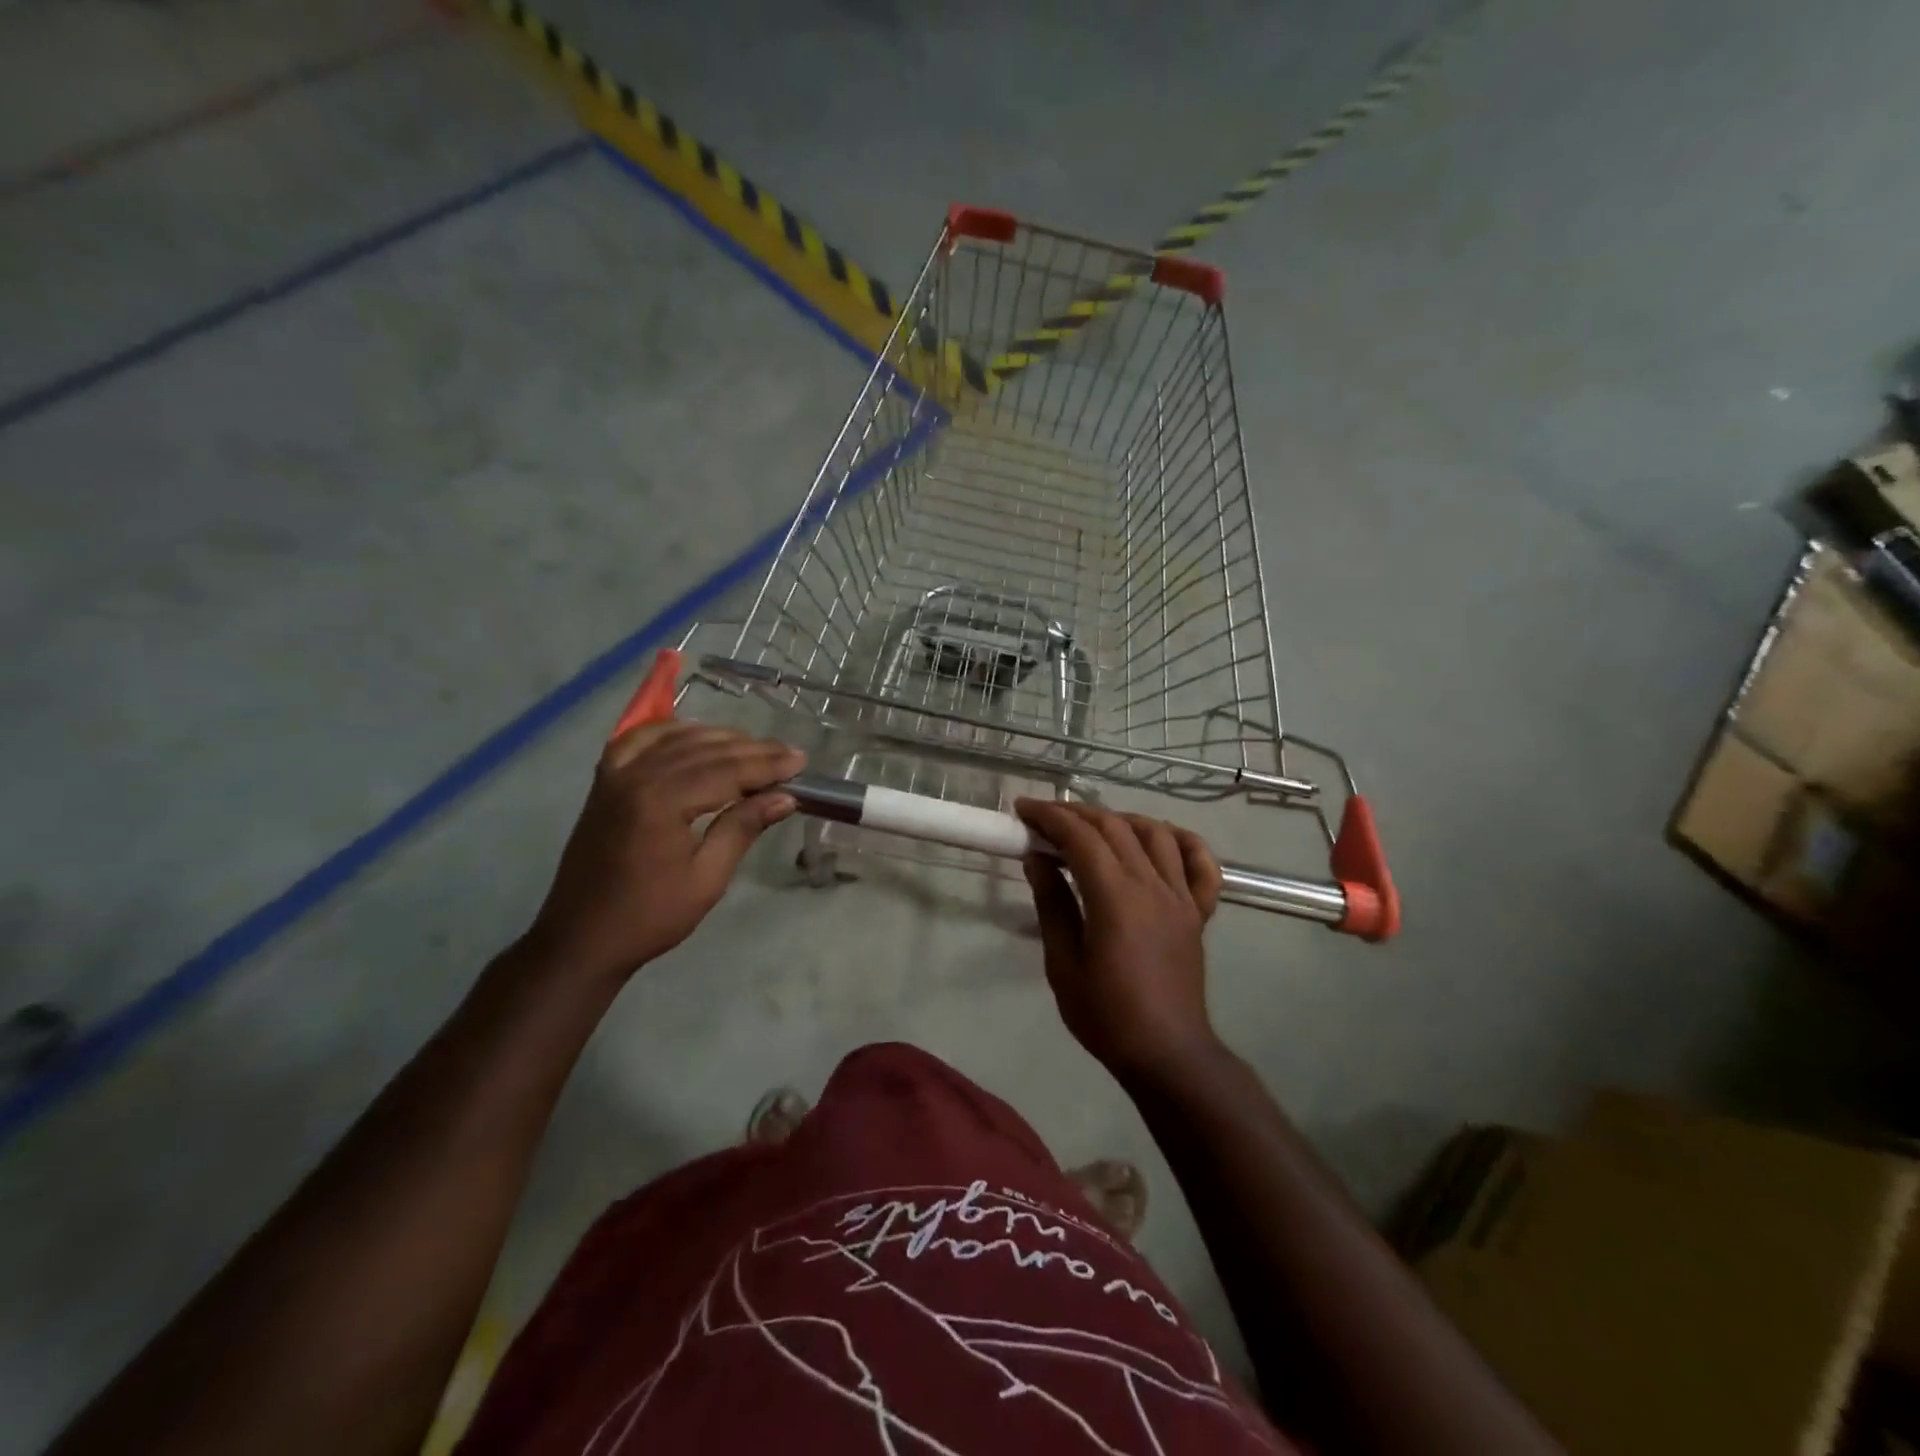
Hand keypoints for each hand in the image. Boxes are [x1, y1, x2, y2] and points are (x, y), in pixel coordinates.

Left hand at [528, 723, 804, 978]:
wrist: (581, 938)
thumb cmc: (650, 916)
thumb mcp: (706, 879)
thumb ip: (742, 828)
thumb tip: (785, 797)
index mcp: (662, 802)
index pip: (727, 770)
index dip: (768, 764)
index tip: (801, 762)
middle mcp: (637, 776)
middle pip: (706, 749)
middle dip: (752, 750)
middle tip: (789, 754)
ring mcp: (616, 775)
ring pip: (677, 738)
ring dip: (719, 738)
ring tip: (754, 748)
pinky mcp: (604, 782)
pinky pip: (639, 739)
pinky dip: (671, 731)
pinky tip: (694, 735)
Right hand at [1014, 799, 1224, 1078]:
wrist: (1166, 1053)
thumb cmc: (1106, 1015)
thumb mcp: (1062, 964)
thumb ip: (1052, 904)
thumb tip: (1037, 858)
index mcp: (1115, 898)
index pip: (1081, 837)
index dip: (1050, 816)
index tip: (1024, 810)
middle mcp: (1152, 886)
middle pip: (1115, 827)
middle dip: (1076, 813)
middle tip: (1046, 818)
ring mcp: (1182, 896)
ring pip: (1156, 834)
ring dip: (1121, 819)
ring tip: (1093, 827)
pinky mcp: (1198, 911)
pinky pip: (1201, 863)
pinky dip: (1181, 841)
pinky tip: (1160, 838)